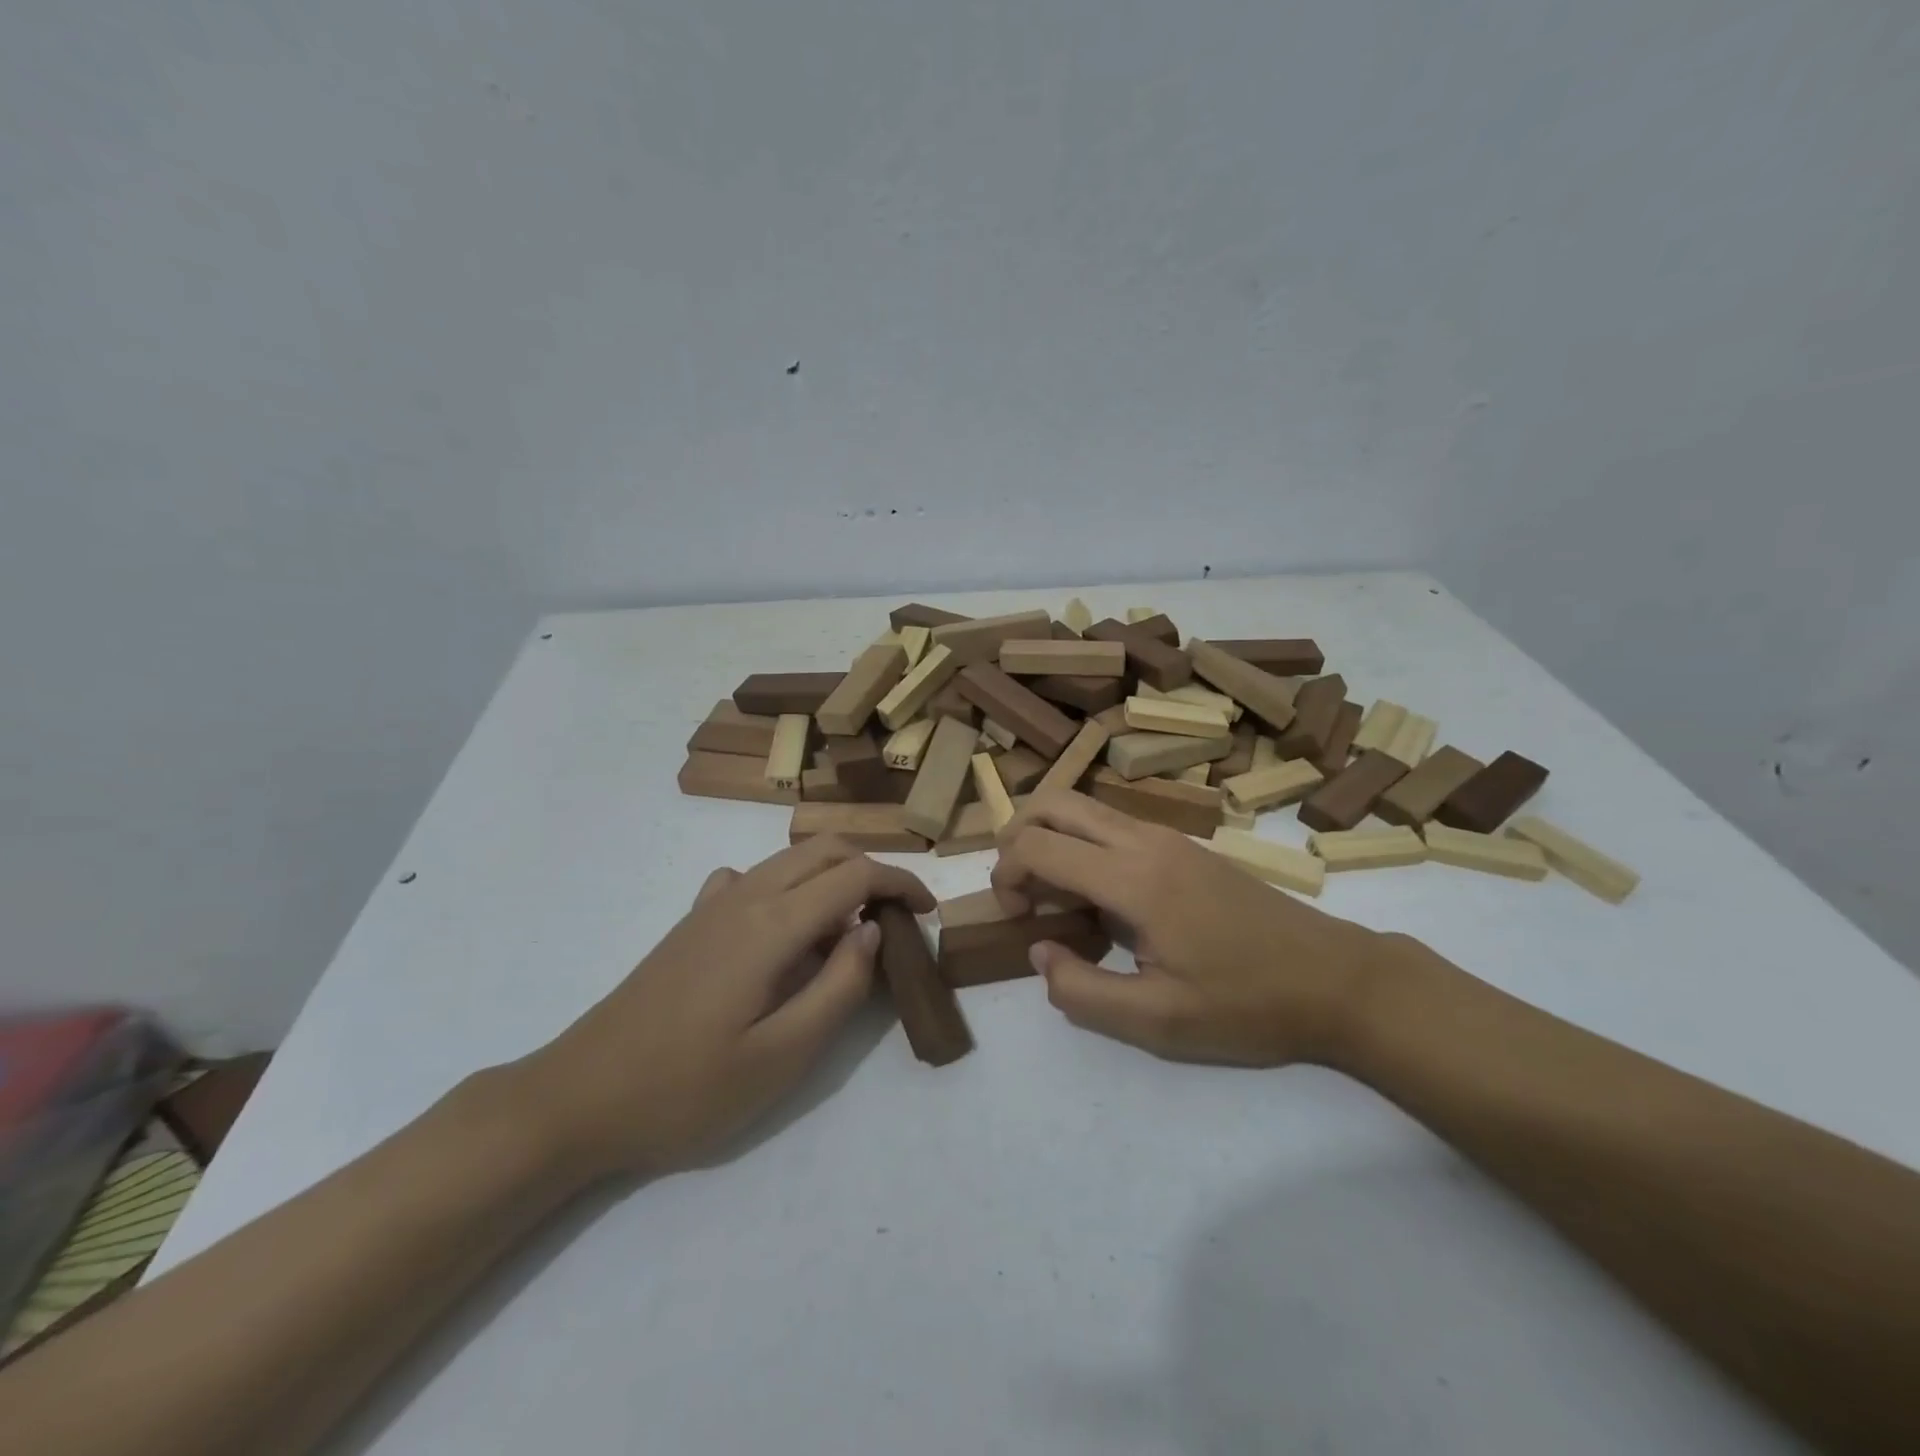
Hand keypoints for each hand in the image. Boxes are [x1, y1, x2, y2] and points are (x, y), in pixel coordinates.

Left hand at [518, 837, 934, 1179]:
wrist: (579, 1098)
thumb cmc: (687, 1089)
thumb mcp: (782, 1056)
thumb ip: (839, 987)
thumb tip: (872, 930)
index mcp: (771, 924)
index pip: (855, 873)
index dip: (901, 883)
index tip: (927, 914)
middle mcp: (744, 896)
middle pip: (824, 849)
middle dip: (871, 869)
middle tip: (896, 918)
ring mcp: (712, 905)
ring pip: (789, 859)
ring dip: (832, 876)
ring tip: (850, 931)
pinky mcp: (691, 922)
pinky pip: (752, 879)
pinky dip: (788, 888)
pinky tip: (783, 933)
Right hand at [992, 792, 1401, 1066]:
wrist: (1336, 979)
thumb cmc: (1248, 1004)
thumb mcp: (1159, 1022)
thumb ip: (1082, 991)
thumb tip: (1040, 950)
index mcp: (1134, 879)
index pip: (1038, 845)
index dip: (1005, 873)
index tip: (1014, 917)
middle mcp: (1144, 840)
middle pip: (1054, 802)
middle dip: (1016, 836)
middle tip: (1016, 889)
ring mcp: (1168, 836)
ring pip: (1083, 806)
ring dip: (1049, 836)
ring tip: (1050, 894)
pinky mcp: (1184, 845)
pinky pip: (1111, 823)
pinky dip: (1080, 842)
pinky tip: (1096, 894)